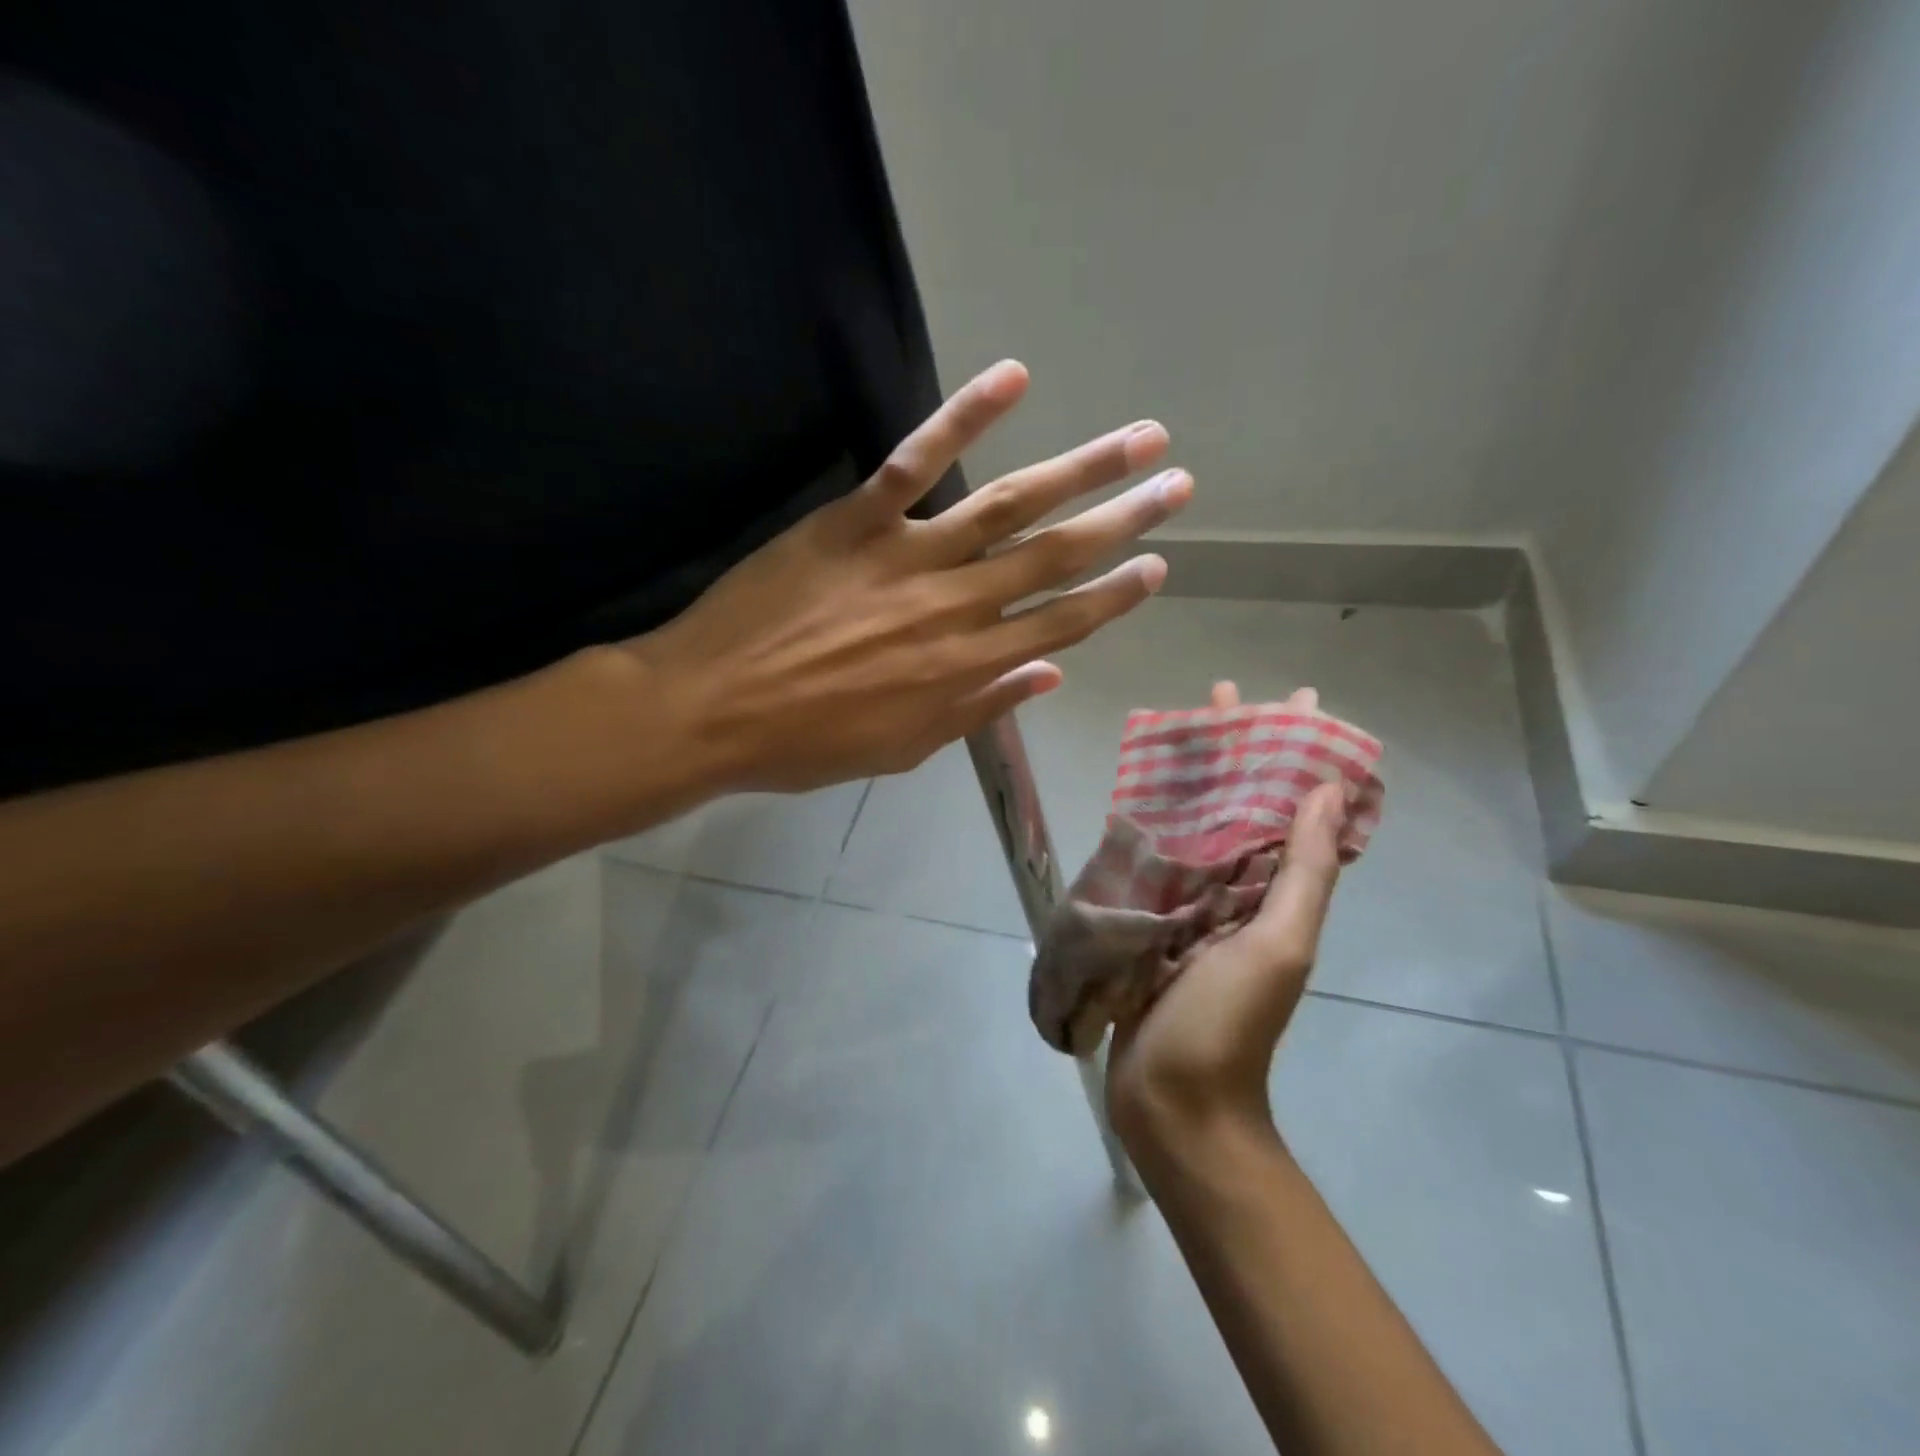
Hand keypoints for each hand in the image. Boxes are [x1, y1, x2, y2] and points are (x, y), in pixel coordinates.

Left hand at [627, 360, 1191, 790]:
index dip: (1114, 596)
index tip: (1155, 567)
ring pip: (1011, 506)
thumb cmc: (807, 743)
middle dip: (1123, 520)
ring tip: (1140, 438)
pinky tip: (1015, 377)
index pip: (1060, 624)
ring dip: (1082, 468)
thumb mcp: (903, 748)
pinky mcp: (856, 520)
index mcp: (964, 668)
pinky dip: (964, 415)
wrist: (713, 711)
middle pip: (1056, 557)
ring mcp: (907, 557)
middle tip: (1176, 486)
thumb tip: (1050, 679)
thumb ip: (979, 709)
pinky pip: (917, 460)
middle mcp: (954, 608)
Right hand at [1106, 681, 1348, 1160]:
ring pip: (1196, 824)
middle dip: (1236, 750)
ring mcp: (1190, 905)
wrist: (1172, 1103)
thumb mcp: (1278, 946)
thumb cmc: (1228, 1024)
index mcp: (1275, 893)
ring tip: (1179, 729)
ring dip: (1192, 777)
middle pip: (1240, 804)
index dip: (1296, 752)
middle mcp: (1238, 890)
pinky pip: (1154, 858)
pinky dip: (1151, 822)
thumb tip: (1327, 789)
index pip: (1292, 806)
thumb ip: (1302, 872)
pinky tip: (1135, 793)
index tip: (1293, 700)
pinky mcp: (1148, 920)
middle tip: (1221, 696)